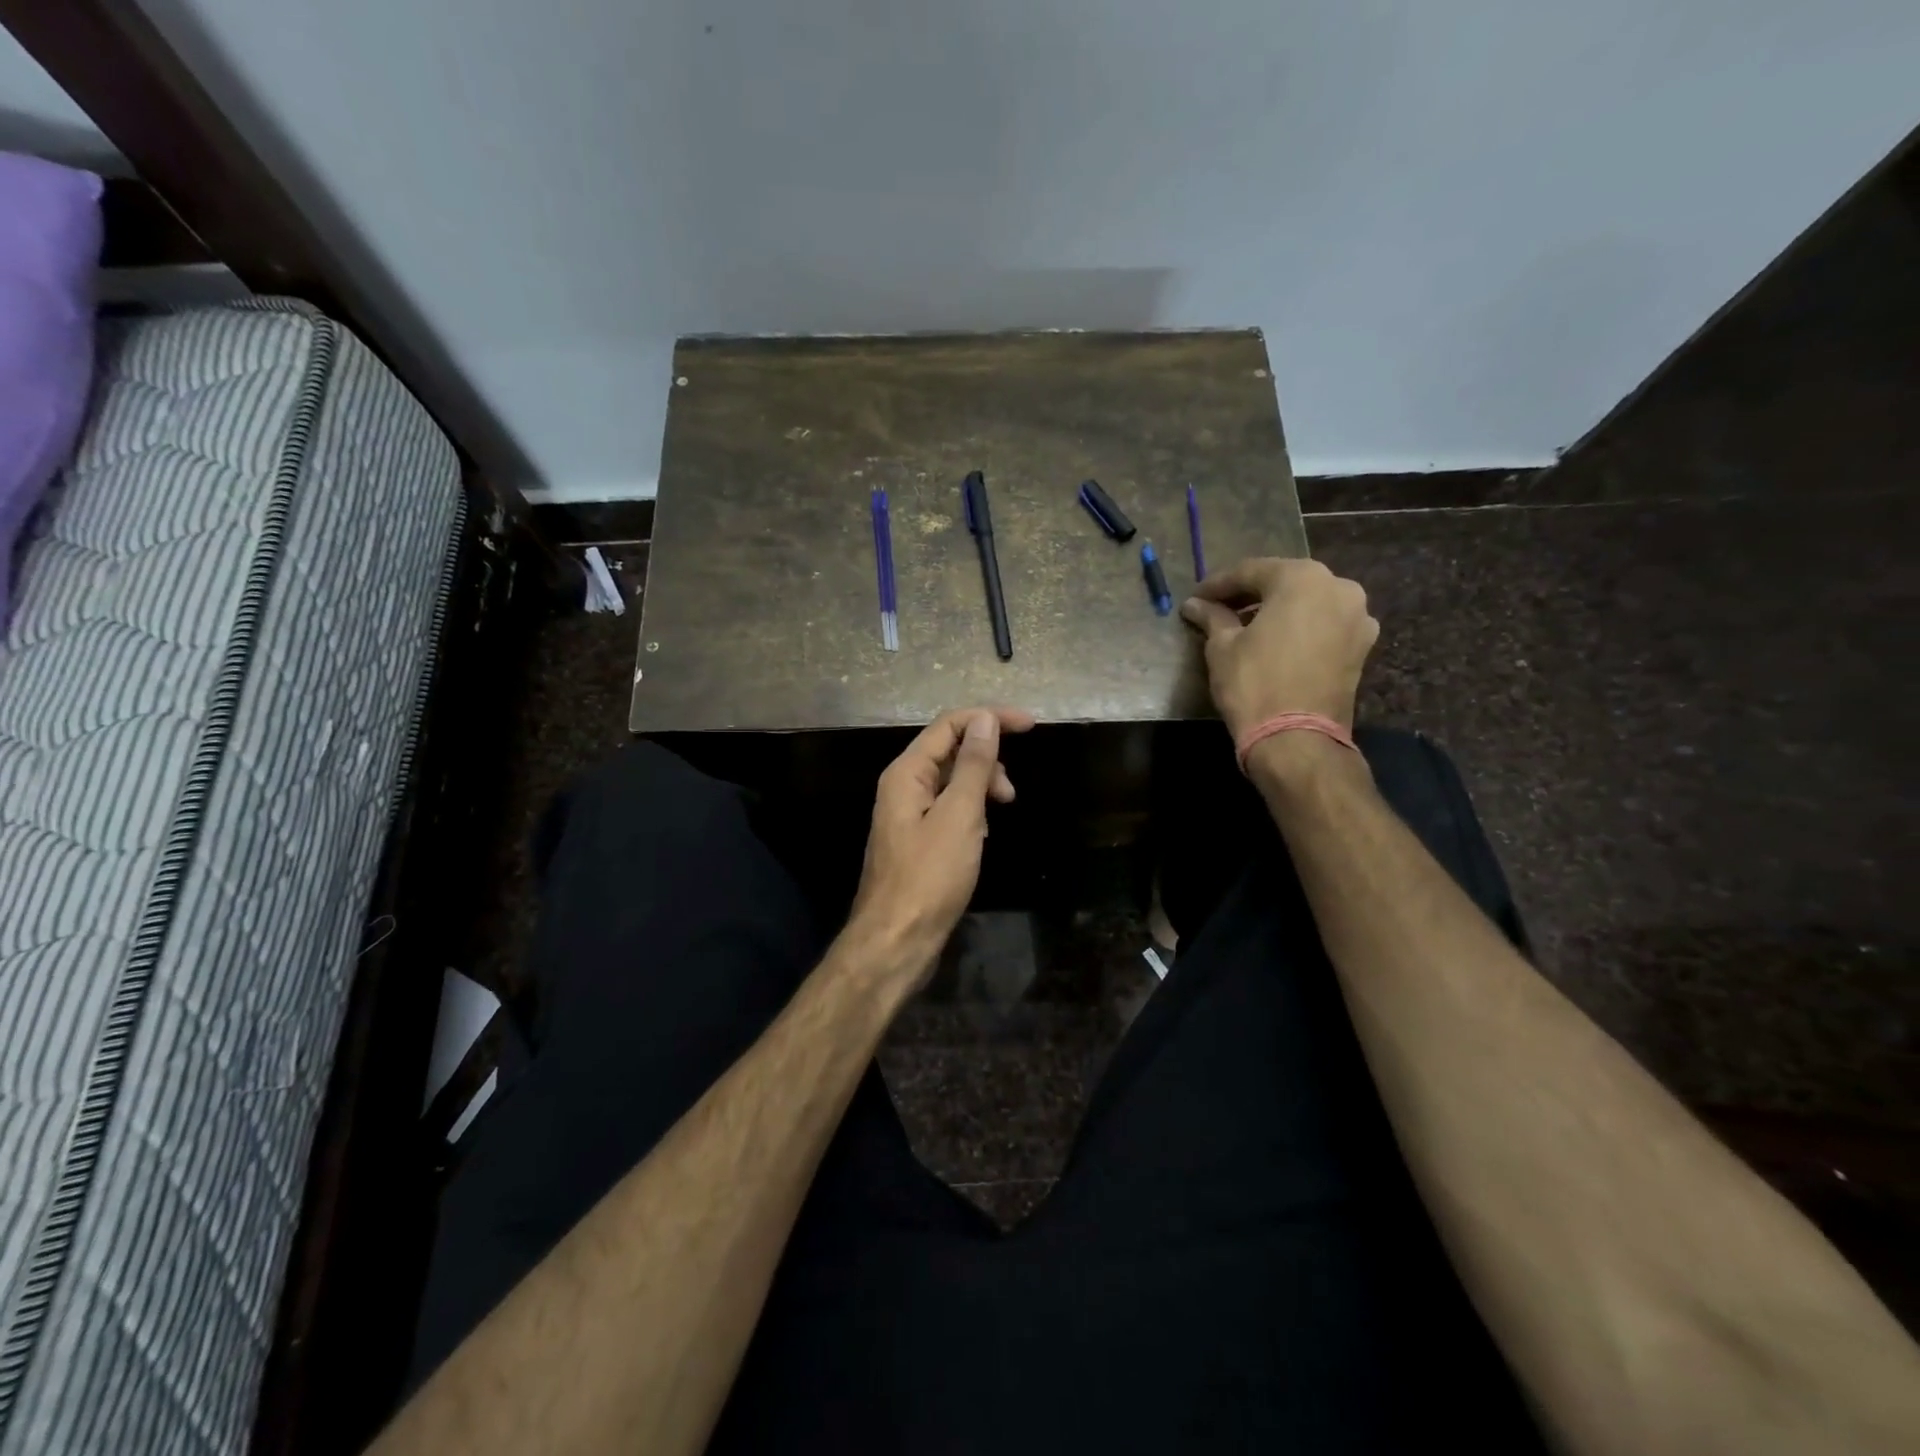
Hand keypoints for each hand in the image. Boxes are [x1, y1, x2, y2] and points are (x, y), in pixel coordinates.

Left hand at [847, 705, 1035, 986]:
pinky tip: (982, 836)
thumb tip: (985, 719)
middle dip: (986, 760)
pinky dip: (971, 812)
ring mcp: (908, 814)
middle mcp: (903, 786)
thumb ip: (972, 765)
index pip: (949, 725)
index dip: (990, 718)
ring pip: (951, 782)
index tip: (1031, 725)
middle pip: (950, 750)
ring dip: (981, 788)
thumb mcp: (959, 816)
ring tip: (999, 814)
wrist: (897, 940)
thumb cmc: (929, 876)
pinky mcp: (918, 839)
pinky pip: (949, 809)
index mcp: (906, 772)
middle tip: (1010, 793)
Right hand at [1179, 558, 1378, 740]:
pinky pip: (1324, 624)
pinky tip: (1275, 641)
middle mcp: (1338, 587)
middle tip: (1219, 608)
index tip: (1195, 597)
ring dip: (1277, 609)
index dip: (1218, 584)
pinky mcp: (1362, 645)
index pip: (1250, 571)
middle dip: (1250, 593)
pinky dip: (1300, 627)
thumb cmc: (1253, 684)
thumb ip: (1212, 617)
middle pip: (1284, 582)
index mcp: (1302, 578)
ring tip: (1246, 626)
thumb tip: (1195, 605)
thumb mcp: (1222, 647)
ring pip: (1308, 602)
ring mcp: (1357, 617)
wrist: (1296, 738)